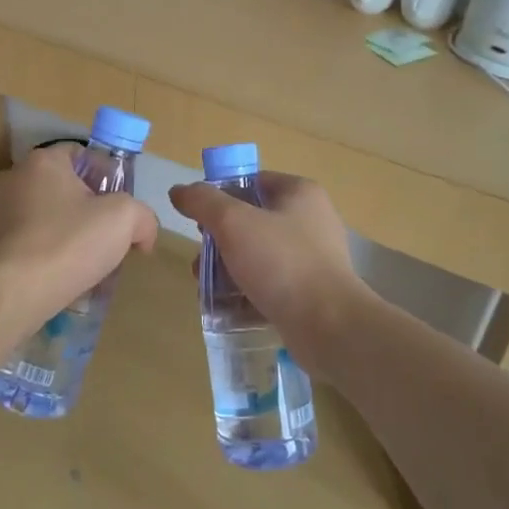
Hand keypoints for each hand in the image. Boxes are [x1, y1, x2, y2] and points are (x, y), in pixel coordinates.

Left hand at [0, 146, 158, 325]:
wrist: (13, 292)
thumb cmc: (68, 243)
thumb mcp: (124, 220)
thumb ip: (142, 216)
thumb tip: (143, 234)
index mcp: (43, 162)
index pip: (80, 154)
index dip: (106, 176)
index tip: (121, 208)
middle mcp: (12, 178)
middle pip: (60, 187)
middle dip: (85, 210)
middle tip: (106, 239)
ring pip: (41, 216)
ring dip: (62, 233)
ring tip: (82, 264)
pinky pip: (22, 241)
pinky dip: (40, 253)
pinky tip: (55, 277)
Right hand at [168, 174, 371, 360]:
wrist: (329, 326)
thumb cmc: (281, 263)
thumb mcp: (233, 222)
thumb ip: (202, 201)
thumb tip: (179, 191)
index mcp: (299, 193)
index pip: (251, 182)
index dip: (220, 196)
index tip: (199, 220)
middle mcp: (310, 220)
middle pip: (251, 220)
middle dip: (219, 239)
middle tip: (201, 259)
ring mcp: (313, 258)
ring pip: (257, 254)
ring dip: (228, 268)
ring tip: (207, 287)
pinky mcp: (311, 291)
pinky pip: (270, 283)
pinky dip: (247, 291)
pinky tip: (228, 307)